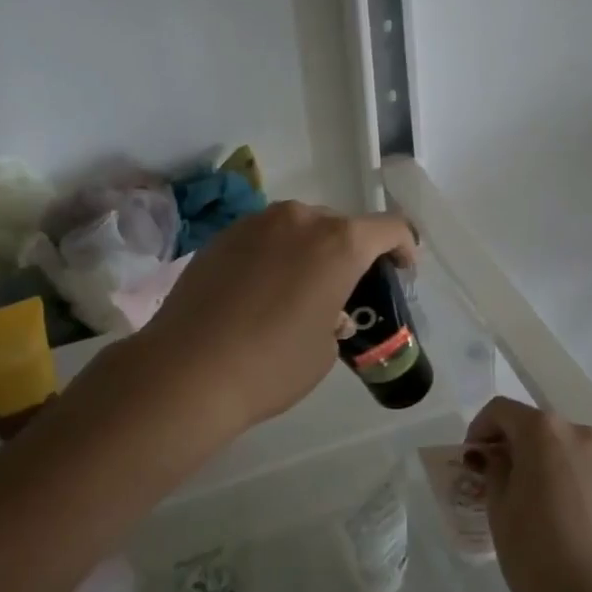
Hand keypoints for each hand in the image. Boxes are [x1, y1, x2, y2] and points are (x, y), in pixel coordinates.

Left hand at [132, 201, 416, 438]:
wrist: (187, 371)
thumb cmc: (272, 364)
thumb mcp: (325, 349)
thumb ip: (336, 317)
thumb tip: (324, 309)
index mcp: (338, 243)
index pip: (389, 228)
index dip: (404, 248)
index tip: (401, 273)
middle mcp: (299, 219)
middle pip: (340, 225)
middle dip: (351, 253)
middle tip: (346, 290)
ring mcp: (254, 224)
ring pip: (298, 228)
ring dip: (309, 251)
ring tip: (299, 291)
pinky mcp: (221, 237)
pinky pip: (263, 238)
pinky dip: (274, 256)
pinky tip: (260, 293)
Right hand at [467, 397, 591, 591]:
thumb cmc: (533, 546)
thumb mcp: (498, 503)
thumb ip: (493, 468)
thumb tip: (494, 457)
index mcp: (543, 429)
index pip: (501, 410)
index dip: (479, 428)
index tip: (470, 458)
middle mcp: (577, 432)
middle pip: (532, 424)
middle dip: (508, 443)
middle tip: (490, 475)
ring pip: (557, 445)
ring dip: (534, 457)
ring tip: (519, 493)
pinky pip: (576, 465)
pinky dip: (557, 473)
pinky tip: (546, 506)